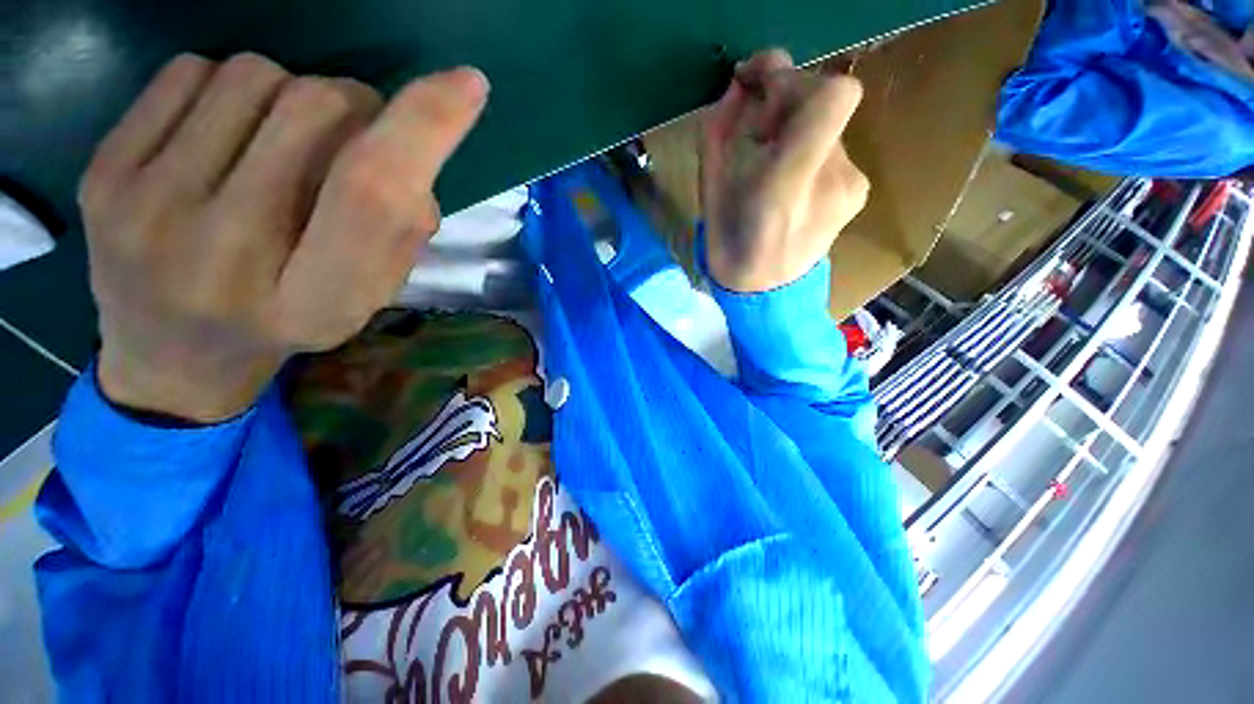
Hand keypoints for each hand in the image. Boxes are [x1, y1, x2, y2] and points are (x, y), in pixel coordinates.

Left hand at [82, 53, 488, 421]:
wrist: (171, 355)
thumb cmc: (287, 324)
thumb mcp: (365, 299)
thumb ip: (400, 233)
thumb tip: (414, 159)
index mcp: (313, 299)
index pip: (371, 193)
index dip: (424, 129)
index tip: (467, 86)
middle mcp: (225, 252)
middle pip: (316, 110)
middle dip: (357, 106)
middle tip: (352, 139)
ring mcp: (147, 208)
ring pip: (257, 76)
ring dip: (293, 96)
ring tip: (281, 144)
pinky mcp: (102, 174)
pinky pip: (191, 71)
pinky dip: (228, 88)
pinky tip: (224, 136)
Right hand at [700, 49, 867, 292]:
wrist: (766, 294)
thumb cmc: (729, 249)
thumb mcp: (709, 191)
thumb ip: (721, 131)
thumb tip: (739, 86)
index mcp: (787, 184)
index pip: (831, 96)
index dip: (794, 77)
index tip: (760, 87)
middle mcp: (831, 179)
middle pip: (823, 102)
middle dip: (786, 102)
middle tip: (756, 132)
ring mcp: (852, 185)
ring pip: (827, 127)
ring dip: (795, 131)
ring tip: (770, 167)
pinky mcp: (859, 191)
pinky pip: (833, 149)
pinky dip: (809, 152)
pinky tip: (791, 183)